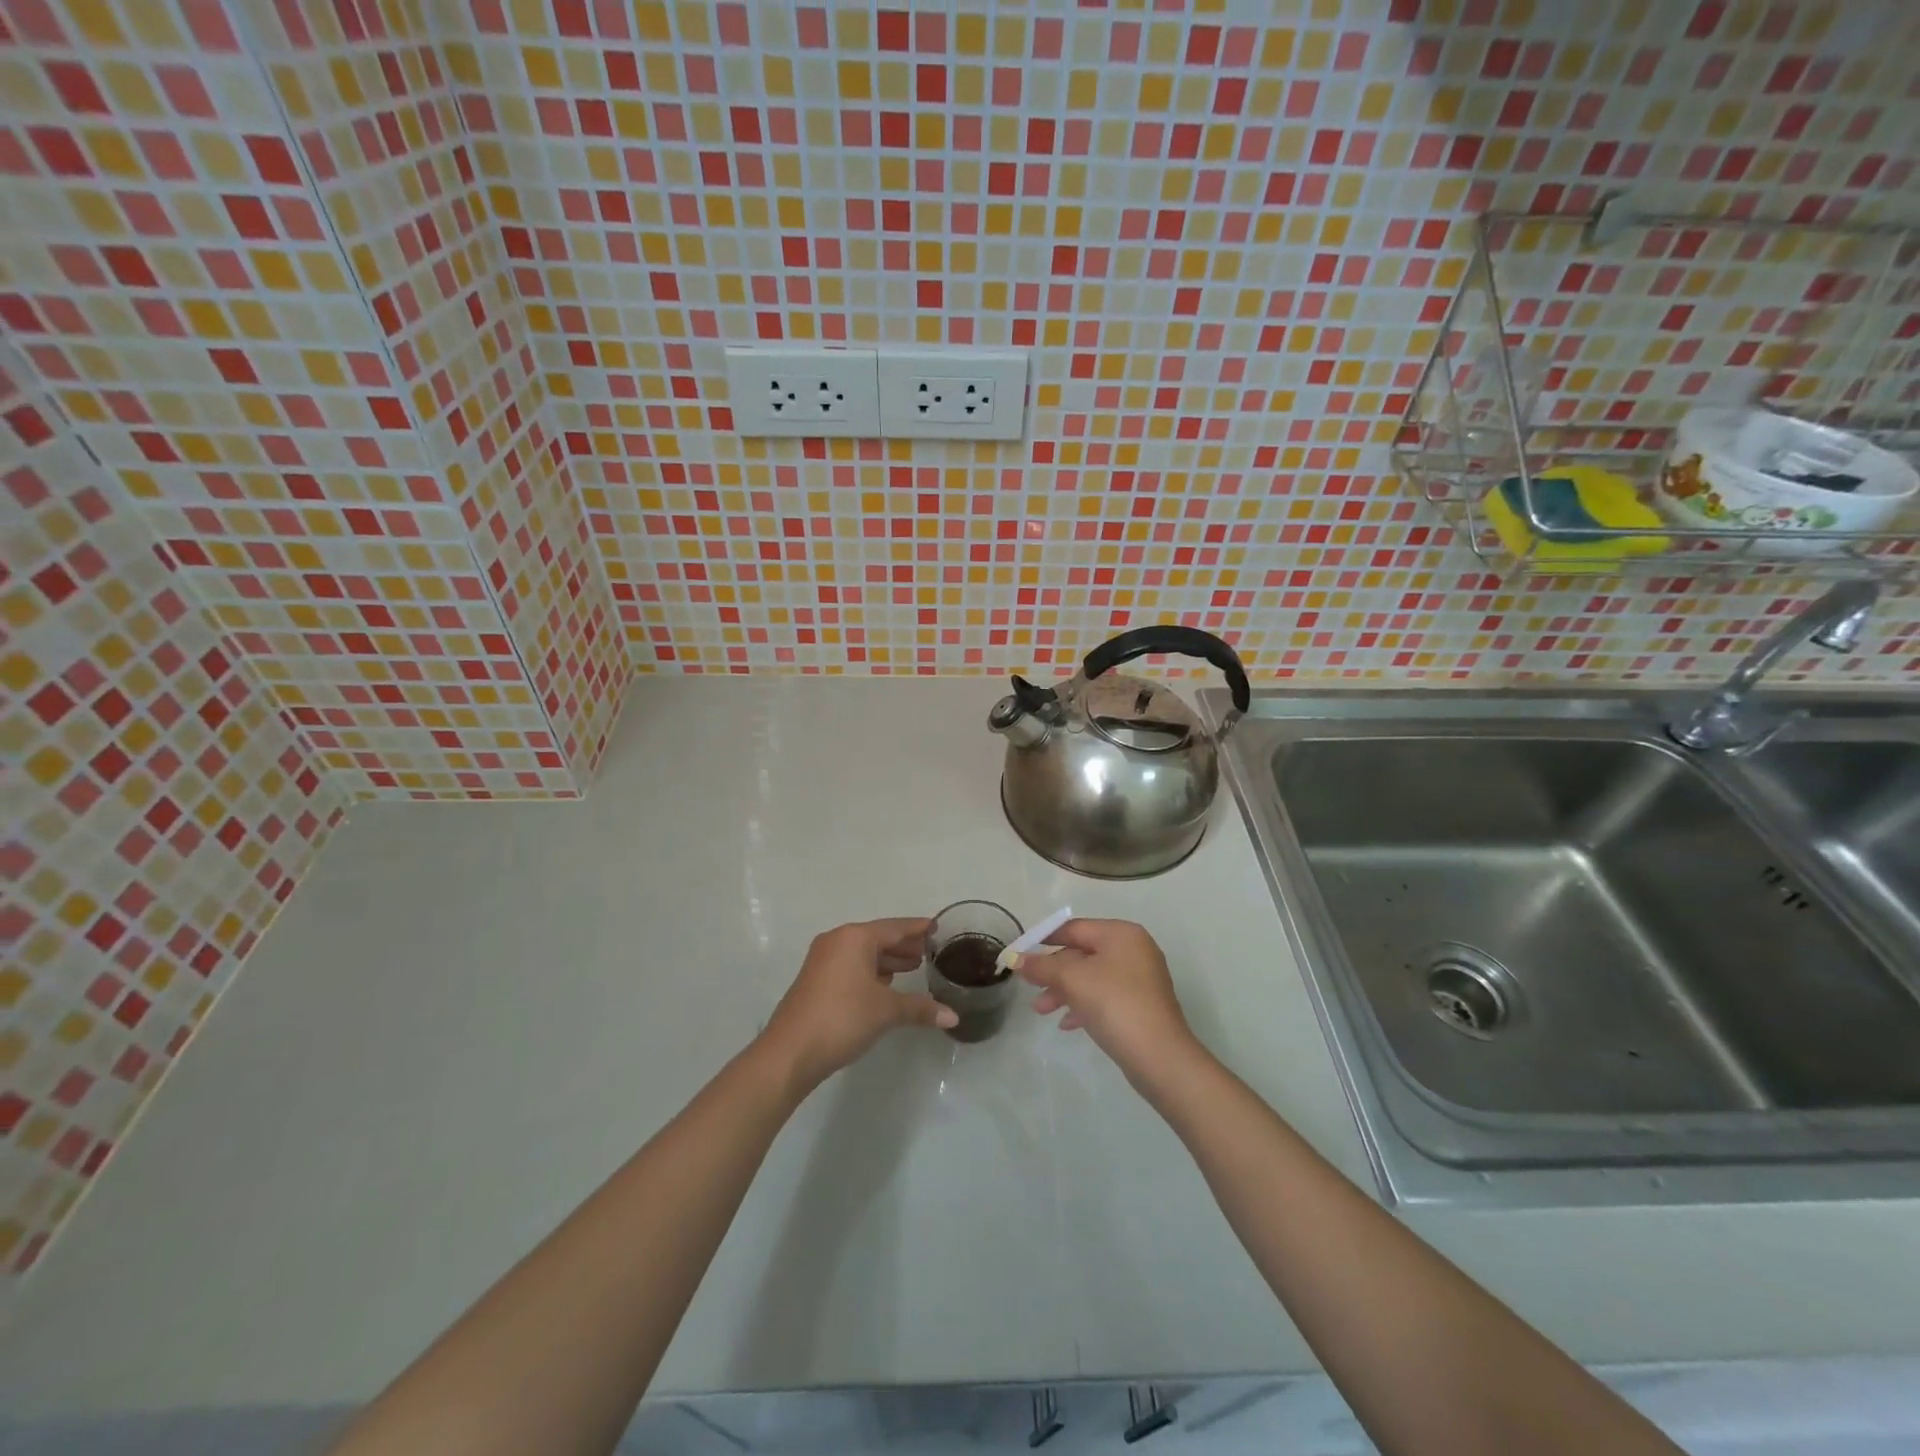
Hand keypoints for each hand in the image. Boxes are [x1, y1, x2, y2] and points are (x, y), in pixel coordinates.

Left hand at [761, 918, 955, 1089]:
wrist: (790, 1053)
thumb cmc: (842, 1018)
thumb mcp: (886, 1011)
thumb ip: (920, 1008)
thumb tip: (953, 1017)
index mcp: (854, 938)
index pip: (894, 927)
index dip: (918, 929)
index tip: (938, 927)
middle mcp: (837, 941)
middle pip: (878, 938)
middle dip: (904, 945)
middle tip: (931, 951)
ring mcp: (822, 961)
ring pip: (863, 954)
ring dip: (887, 960)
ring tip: (914, 967)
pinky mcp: (816, 981)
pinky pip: (851, 967)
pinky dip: (871, 972)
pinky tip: (886, 985)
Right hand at [1017, 919, 1196, 1084]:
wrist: (1159, 1057)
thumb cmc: (1115, 1004)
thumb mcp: (1073, 980)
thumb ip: (1042, 966)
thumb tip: (1015, 958)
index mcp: (1121, 934)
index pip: (1073, 928)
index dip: (1043, 939)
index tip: (1019, 955)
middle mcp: (1133, 949)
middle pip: (1082, 953)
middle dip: (1053, 972)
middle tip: (1030, 989)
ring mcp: (1140, 978)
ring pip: (1091, 977)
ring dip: (1064, 991)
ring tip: (1042, 1011)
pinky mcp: (1141, 1005)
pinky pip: (1104, 997)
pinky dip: (1083, 1005)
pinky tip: (1067, 1024)